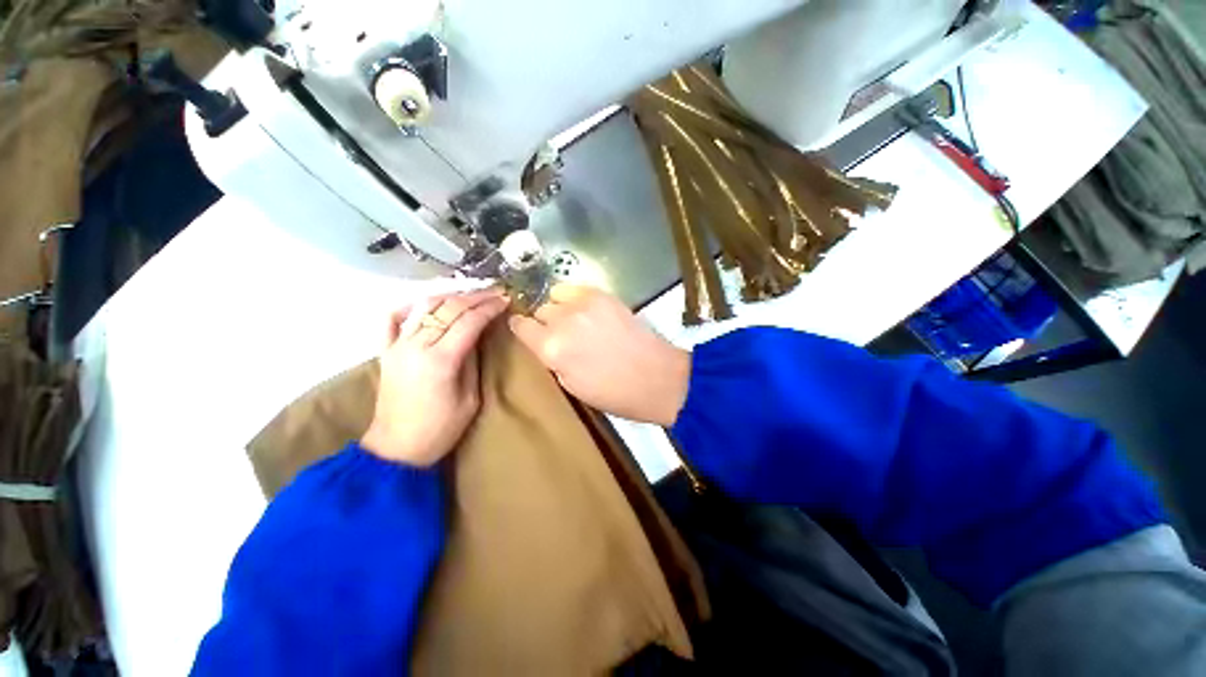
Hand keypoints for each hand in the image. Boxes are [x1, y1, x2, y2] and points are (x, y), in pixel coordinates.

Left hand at [362, 288, 509, 466]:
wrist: (397, 448)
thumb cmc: (441, 429)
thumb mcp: (470, 398)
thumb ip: (473, 361)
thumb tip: (478, 335)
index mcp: (441, 360)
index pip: (469, 322)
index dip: (489, 308)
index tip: (505, 300)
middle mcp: (416, 346)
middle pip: (448, 309)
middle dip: (475, 297)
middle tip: (494, 293)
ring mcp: (397, 346)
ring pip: (424, 307)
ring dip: (450, 296)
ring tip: (470, 294)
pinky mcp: (385, 351)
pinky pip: (392, 319)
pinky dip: (409, 306)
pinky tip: (426, 303)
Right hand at [508, 285, 690, 425]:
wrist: (655, 377)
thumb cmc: (613, 393)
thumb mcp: (571, 386)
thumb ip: (553, 359)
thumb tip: (547, 342)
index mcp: (551, 349)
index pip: (521, 326)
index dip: (522, 328)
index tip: (526, 330)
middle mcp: (562, 321)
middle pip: (540, 310)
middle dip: (545, 322)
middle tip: (560, 333)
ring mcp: (584, 304)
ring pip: (556, 296)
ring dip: (560, 308)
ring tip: (574, 320)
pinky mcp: (603, 295)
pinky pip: (575, 288)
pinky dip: (575, 297)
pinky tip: (586, 310)